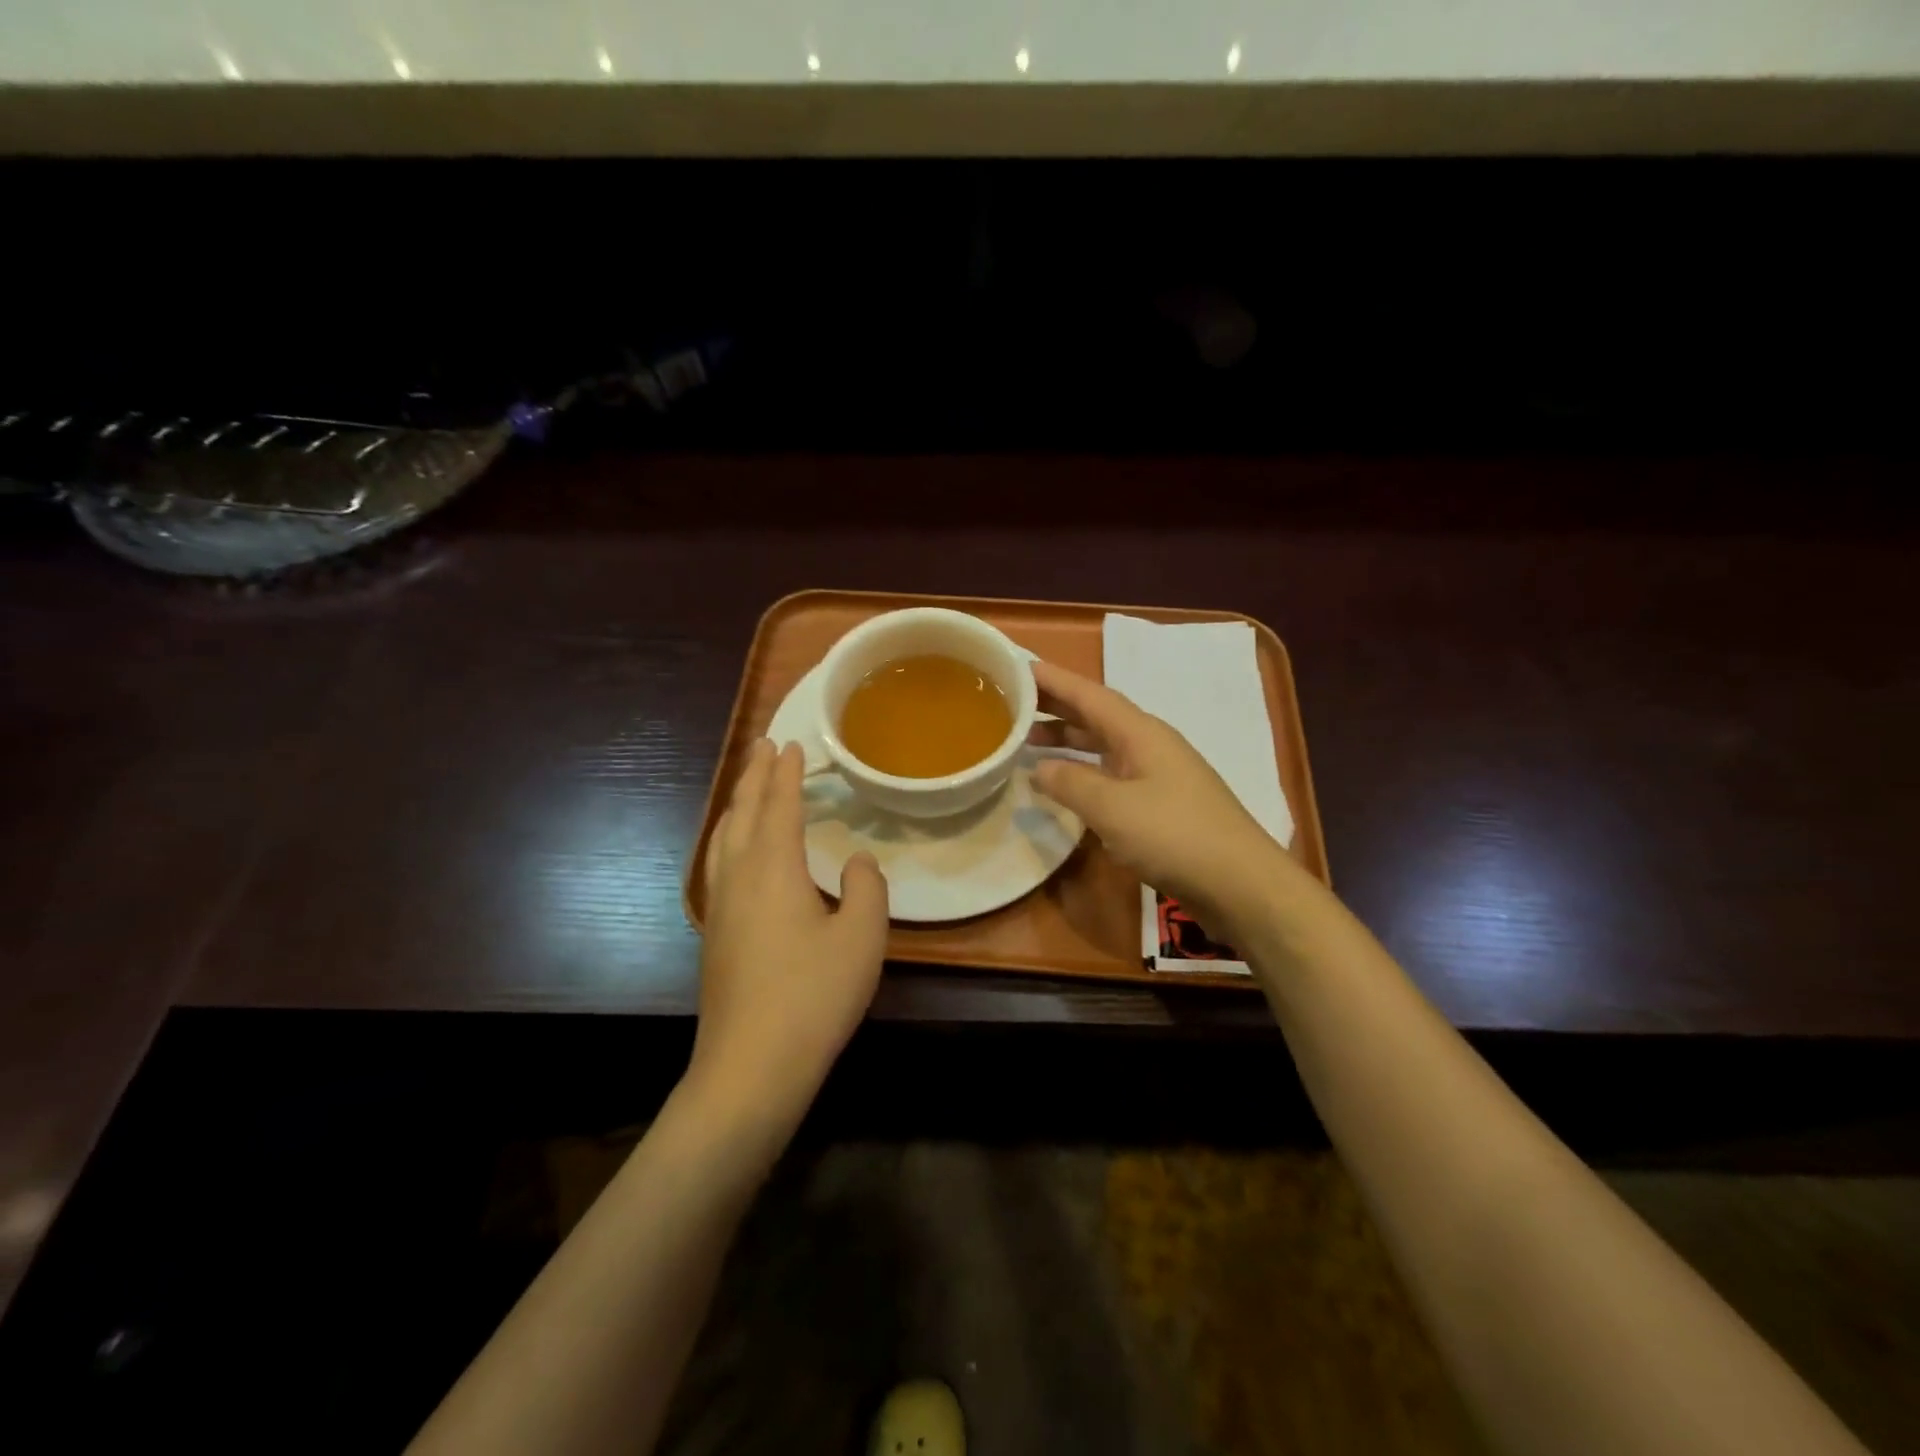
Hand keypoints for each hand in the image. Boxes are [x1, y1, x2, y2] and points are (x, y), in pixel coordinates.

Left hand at [693, 739, 889, 1131]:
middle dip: (755, 776)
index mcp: (773, 868)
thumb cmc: (813, 996)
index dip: (786, 773)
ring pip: (722, 838)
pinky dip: (727, 838)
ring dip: (736, 804)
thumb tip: (858, 863)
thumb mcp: (862, 939)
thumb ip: (867, 890)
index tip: (789, 743)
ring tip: (746, 787)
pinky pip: (718, 864)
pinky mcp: (714, 935)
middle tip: (764, 746)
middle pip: (742, 812)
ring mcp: (720, 908)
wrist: (750, 1068)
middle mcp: (739, 877)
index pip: (779, 805)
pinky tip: (734, 853)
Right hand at [1031, 659, 1292, 938]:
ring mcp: (1158, 775)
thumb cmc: (1174, 836)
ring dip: (1068, 741)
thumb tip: (1038, 768)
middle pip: (1096, 716)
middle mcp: (1150, 745)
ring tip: (1029, 742)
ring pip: (1103, 746)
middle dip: (1056, 707)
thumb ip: (1070, 783)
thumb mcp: (1111, 808)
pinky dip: (1083, 772)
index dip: (1054, 680)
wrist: (1240, 884)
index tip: (1018, 668)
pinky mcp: (1161, 805)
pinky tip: (1067, 784)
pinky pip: (1111, 774)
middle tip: (1012, 704)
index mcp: (1140, 733)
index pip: (1089, 695)